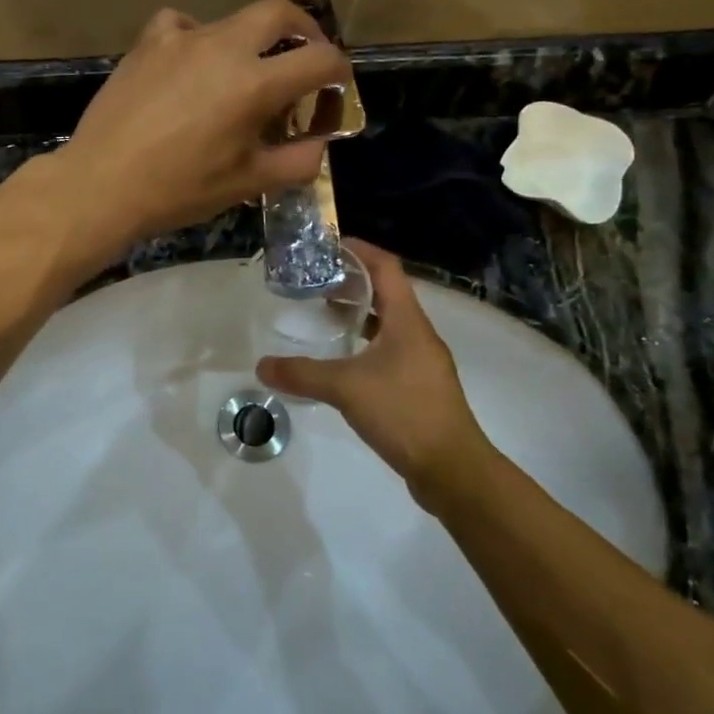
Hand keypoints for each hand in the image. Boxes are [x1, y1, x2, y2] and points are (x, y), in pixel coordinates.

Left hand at [53, 0, 350, 250]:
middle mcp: (222, 47)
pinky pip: (183, 25)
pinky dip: (198, 38)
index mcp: (254, 84)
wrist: (100, 184)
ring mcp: (181, 38)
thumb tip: (318, 144)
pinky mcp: (147, 43)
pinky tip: (190, 66)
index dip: (338, 72)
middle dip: (304, 30)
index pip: (319, 59)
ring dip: (251, 40)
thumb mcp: (247, 185)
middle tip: (305, 57)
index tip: (336, 87)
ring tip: (242, 74)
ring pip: (231, 19)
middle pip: (279, 12)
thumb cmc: (178, 190)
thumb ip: (296, 162)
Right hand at [257, 241, 492, 506]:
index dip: (360, 249)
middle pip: (387, 292)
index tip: (329, 244)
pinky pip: (390, 351)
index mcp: (407, 321)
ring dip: (360, 314)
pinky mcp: (420, 386)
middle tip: (317, 281)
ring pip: (389, 324)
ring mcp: (422, 362)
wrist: (452, 469)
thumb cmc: (404, 412)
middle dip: (353, 281)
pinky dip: (366, 344)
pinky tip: (343, 362)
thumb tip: (261, 366)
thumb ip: (302, 374)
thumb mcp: (346, 389)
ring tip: (324, 315)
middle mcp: (419, 334)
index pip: (386, 267)